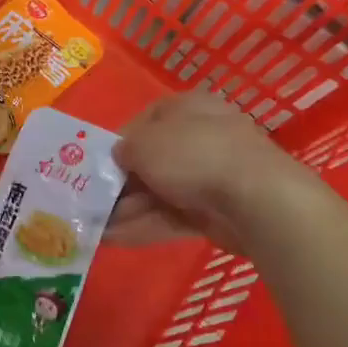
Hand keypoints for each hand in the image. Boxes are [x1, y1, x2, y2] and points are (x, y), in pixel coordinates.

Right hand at [108, 93, 335, 255]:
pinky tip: (113, 239)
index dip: (117, 143)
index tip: (96, 165)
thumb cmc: (193, 154)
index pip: (144, 121)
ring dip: (126, 209)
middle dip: (119, 184)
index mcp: (186, 107)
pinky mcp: (216, 211)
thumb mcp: (143, 144)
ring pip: (159, 191)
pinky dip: (144, 226)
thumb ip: (123, 150)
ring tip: (93, 227)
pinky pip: (172, 216)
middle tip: (90, 202)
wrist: (257, 199)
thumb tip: (120, 158)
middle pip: (151, 160)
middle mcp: (200, 136)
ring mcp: (210, 175)